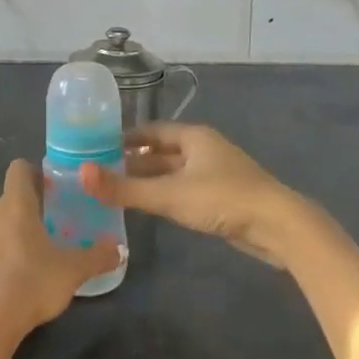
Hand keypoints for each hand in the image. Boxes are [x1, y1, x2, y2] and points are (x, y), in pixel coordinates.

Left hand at [0, 160, 121, 347]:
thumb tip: (118, 250)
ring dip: (8, 239)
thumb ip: (97, 258)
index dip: (34, 174)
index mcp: (15, 205)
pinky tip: (6, 288)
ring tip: (29, 263)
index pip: (19, 169)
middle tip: (49, 232)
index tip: (51, 190)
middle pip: (8, 202)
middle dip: (26, 213)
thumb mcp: (72, 272)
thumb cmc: (30, 284)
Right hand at [82, 123, 317, 267]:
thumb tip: (80, 175)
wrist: (278, 227)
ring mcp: (216, 173)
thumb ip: (124, 188)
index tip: (97, 149)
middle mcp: (204, 149)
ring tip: (119, 191)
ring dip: (149, 180)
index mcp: (193, 136)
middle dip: (133, 161)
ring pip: (174, 172)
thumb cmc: (222, 200)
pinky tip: (151, 207)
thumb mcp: (169, 195)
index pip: (150, 131)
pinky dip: (166, 194)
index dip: (124, 138)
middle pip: (161, 151)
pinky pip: (185, 189)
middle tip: (101, 174)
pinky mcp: (223, 197)